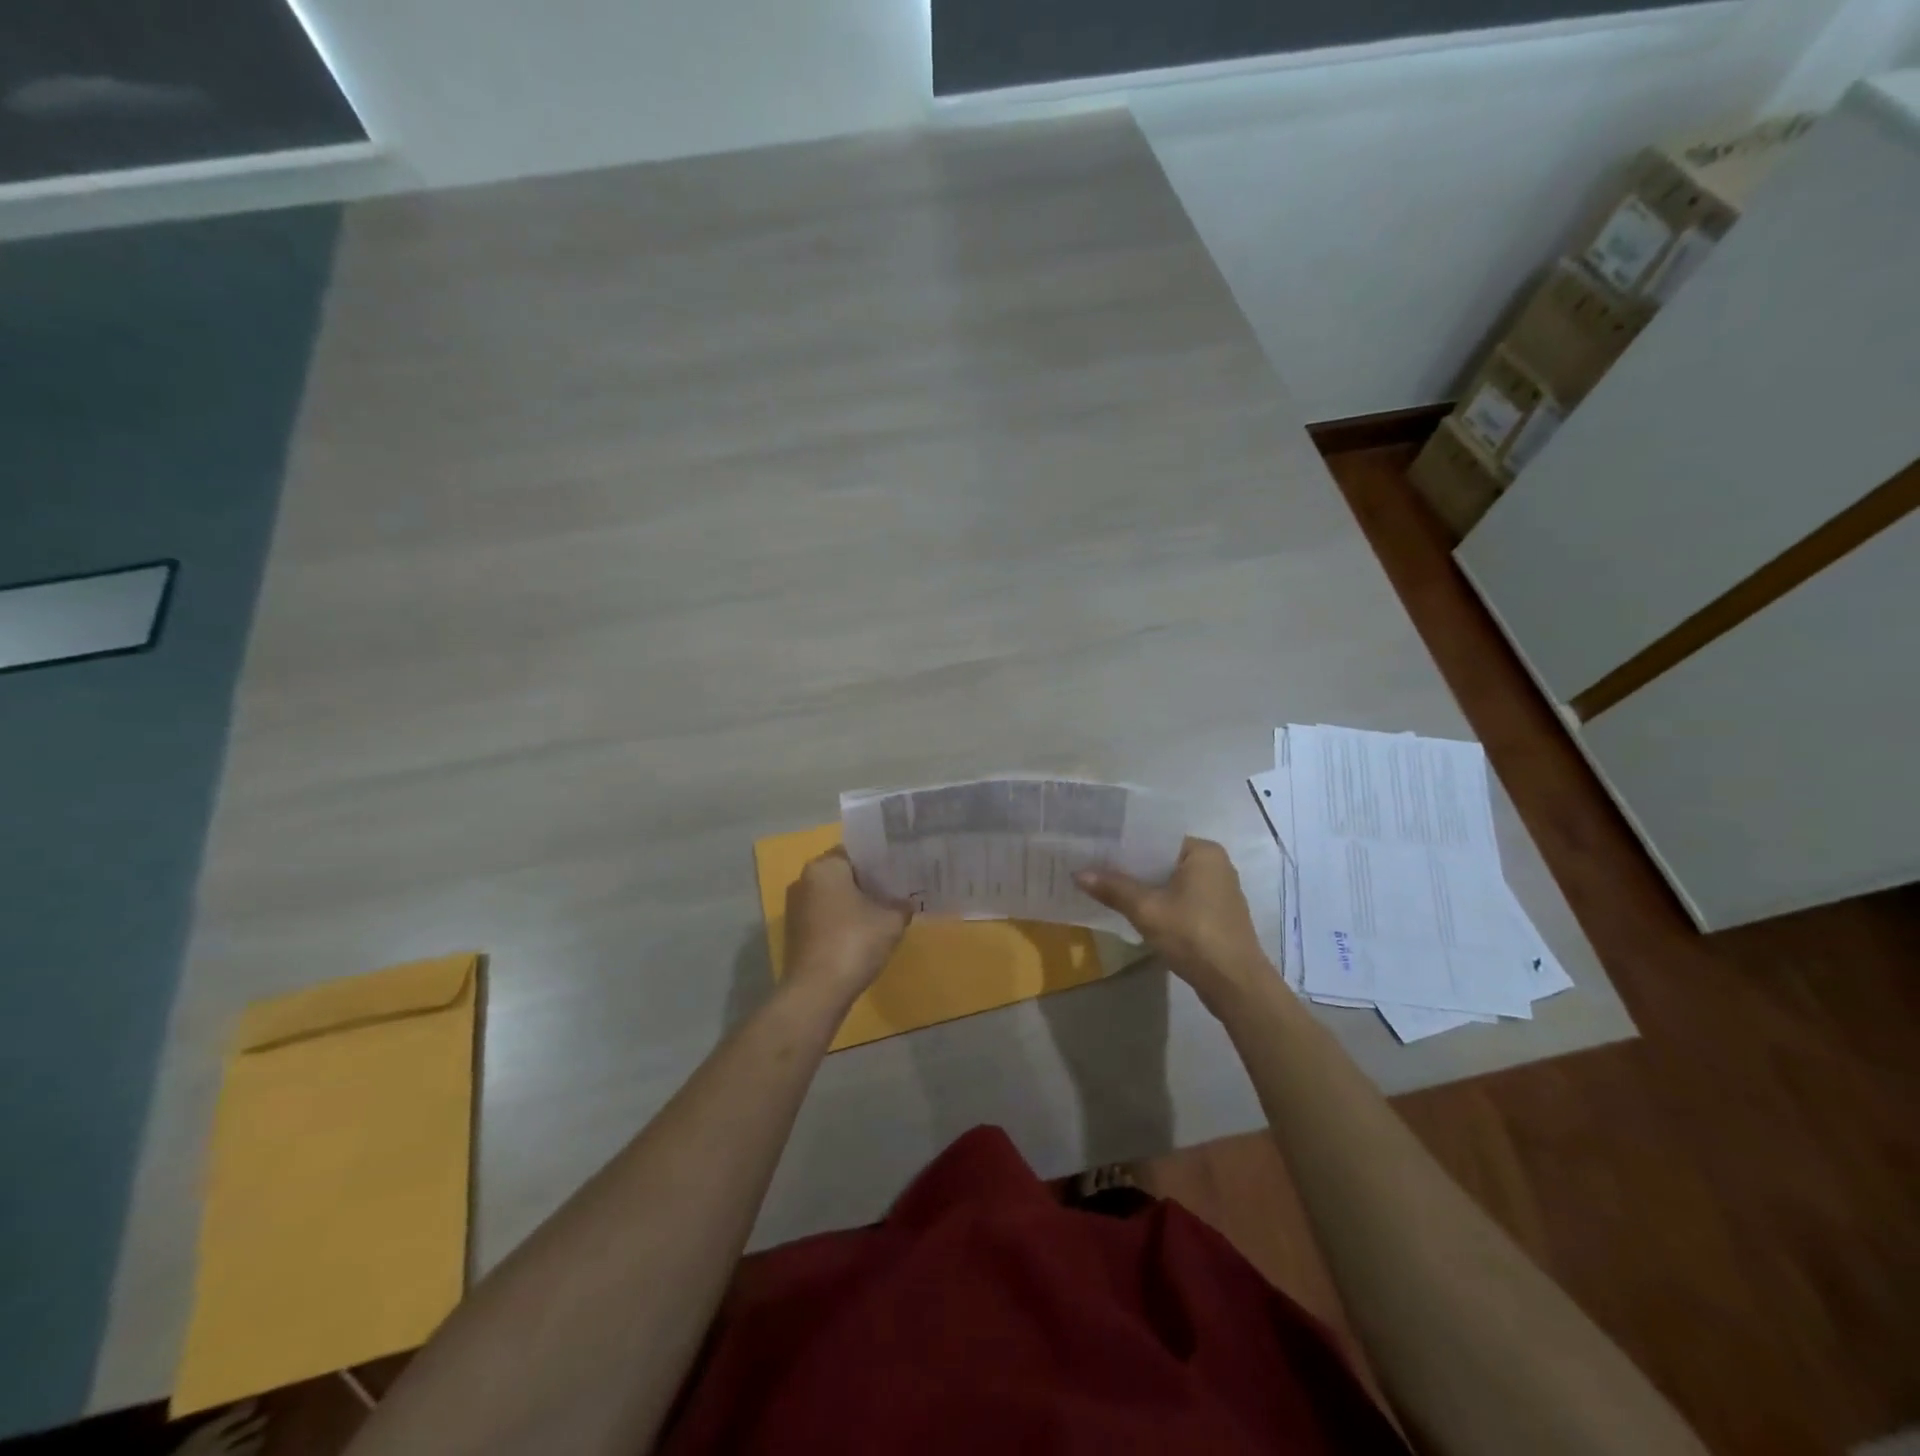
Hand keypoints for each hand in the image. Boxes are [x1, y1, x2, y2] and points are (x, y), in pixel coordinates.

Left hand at [783, 848, 912, 1004]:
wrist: (817, 991)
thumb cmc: (854, 942)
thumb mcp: (891, 920)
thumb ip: (901, 904)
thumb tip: (905, 902)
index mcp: (825, 867)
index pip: (856, 852)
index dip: (879, 860)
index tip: (900, 868)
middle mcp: (804, 880)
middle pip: (843, 874)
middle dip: (868, 882)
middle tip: (897, 888)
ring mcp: (796, 908)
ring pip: (834, 897)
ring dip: (855, 903)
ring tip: (884, 911)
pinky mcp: (796, 933)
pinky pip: (826, 917)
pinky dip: (843, 921)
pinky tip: (865, 933)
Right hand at [1076, 838, 1277, 1010]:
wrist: (1235, 984)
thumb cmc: (1193, 935)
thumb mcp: (1146, 910)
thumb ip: (1113, 888)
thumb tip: (1078, 873)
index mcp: (1204, 852)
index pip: (1157, 839)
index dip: (1126, 845)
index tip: (1097, 849)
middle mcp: (1216, 865)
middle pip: (1163, 860)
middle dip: (1132, 868)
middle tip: (1096, 869)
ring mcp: (1219, 892)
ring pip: (1172, 882)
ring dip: (1146, 888)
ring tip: (1109, 888)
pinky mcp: (1217, 915)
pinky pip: (1182, 899)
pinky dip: (1161, 903)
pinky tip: (1136, 911)